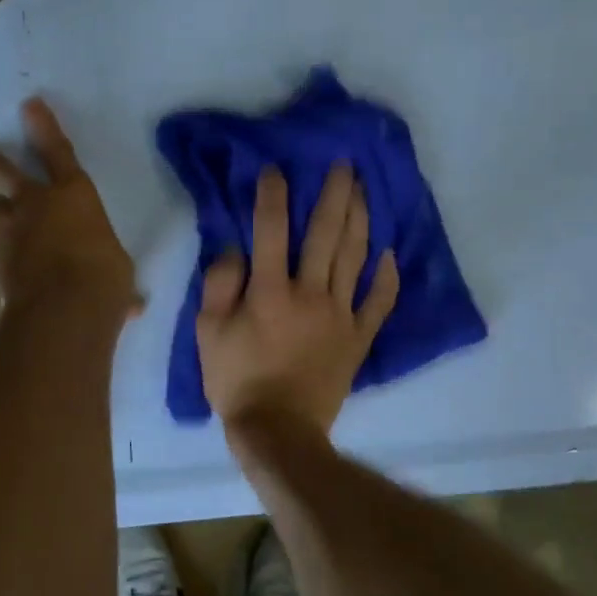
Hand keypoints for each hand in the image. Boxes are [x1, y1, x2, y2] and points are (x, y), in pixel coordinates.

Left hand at [0, 99, 139, 317]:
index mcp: (73, 195)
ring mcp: (9, 232)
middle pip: (2, 172)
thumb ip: (116, 278)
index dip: (44, 127)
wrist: (63, 308)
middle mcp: (35, 205)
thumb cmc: (104, 278)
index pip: (58, 152)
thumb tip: (133, 305)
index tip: (29, 104)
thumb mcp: (119, 273)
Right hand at [197, 163, 398, 436]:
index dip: (272, 196)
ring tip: (364, 191)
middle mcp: (309, 293)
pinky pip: (378, 302)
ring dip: (360, 220)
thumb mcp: (207, 333)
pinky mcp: (358, 338)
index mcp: (268, 291)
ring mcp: (340, 315)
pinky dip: (386, 277)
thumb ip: (218, 285)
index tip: (276, 170)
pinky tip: (389, 253)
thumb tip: (234, 250)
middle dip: (334, 194)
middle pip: (325, 234)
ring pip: (354, 257)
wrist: (278, 431)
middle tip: (344, 164)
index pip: (270, 230)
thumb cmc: (236, 380)